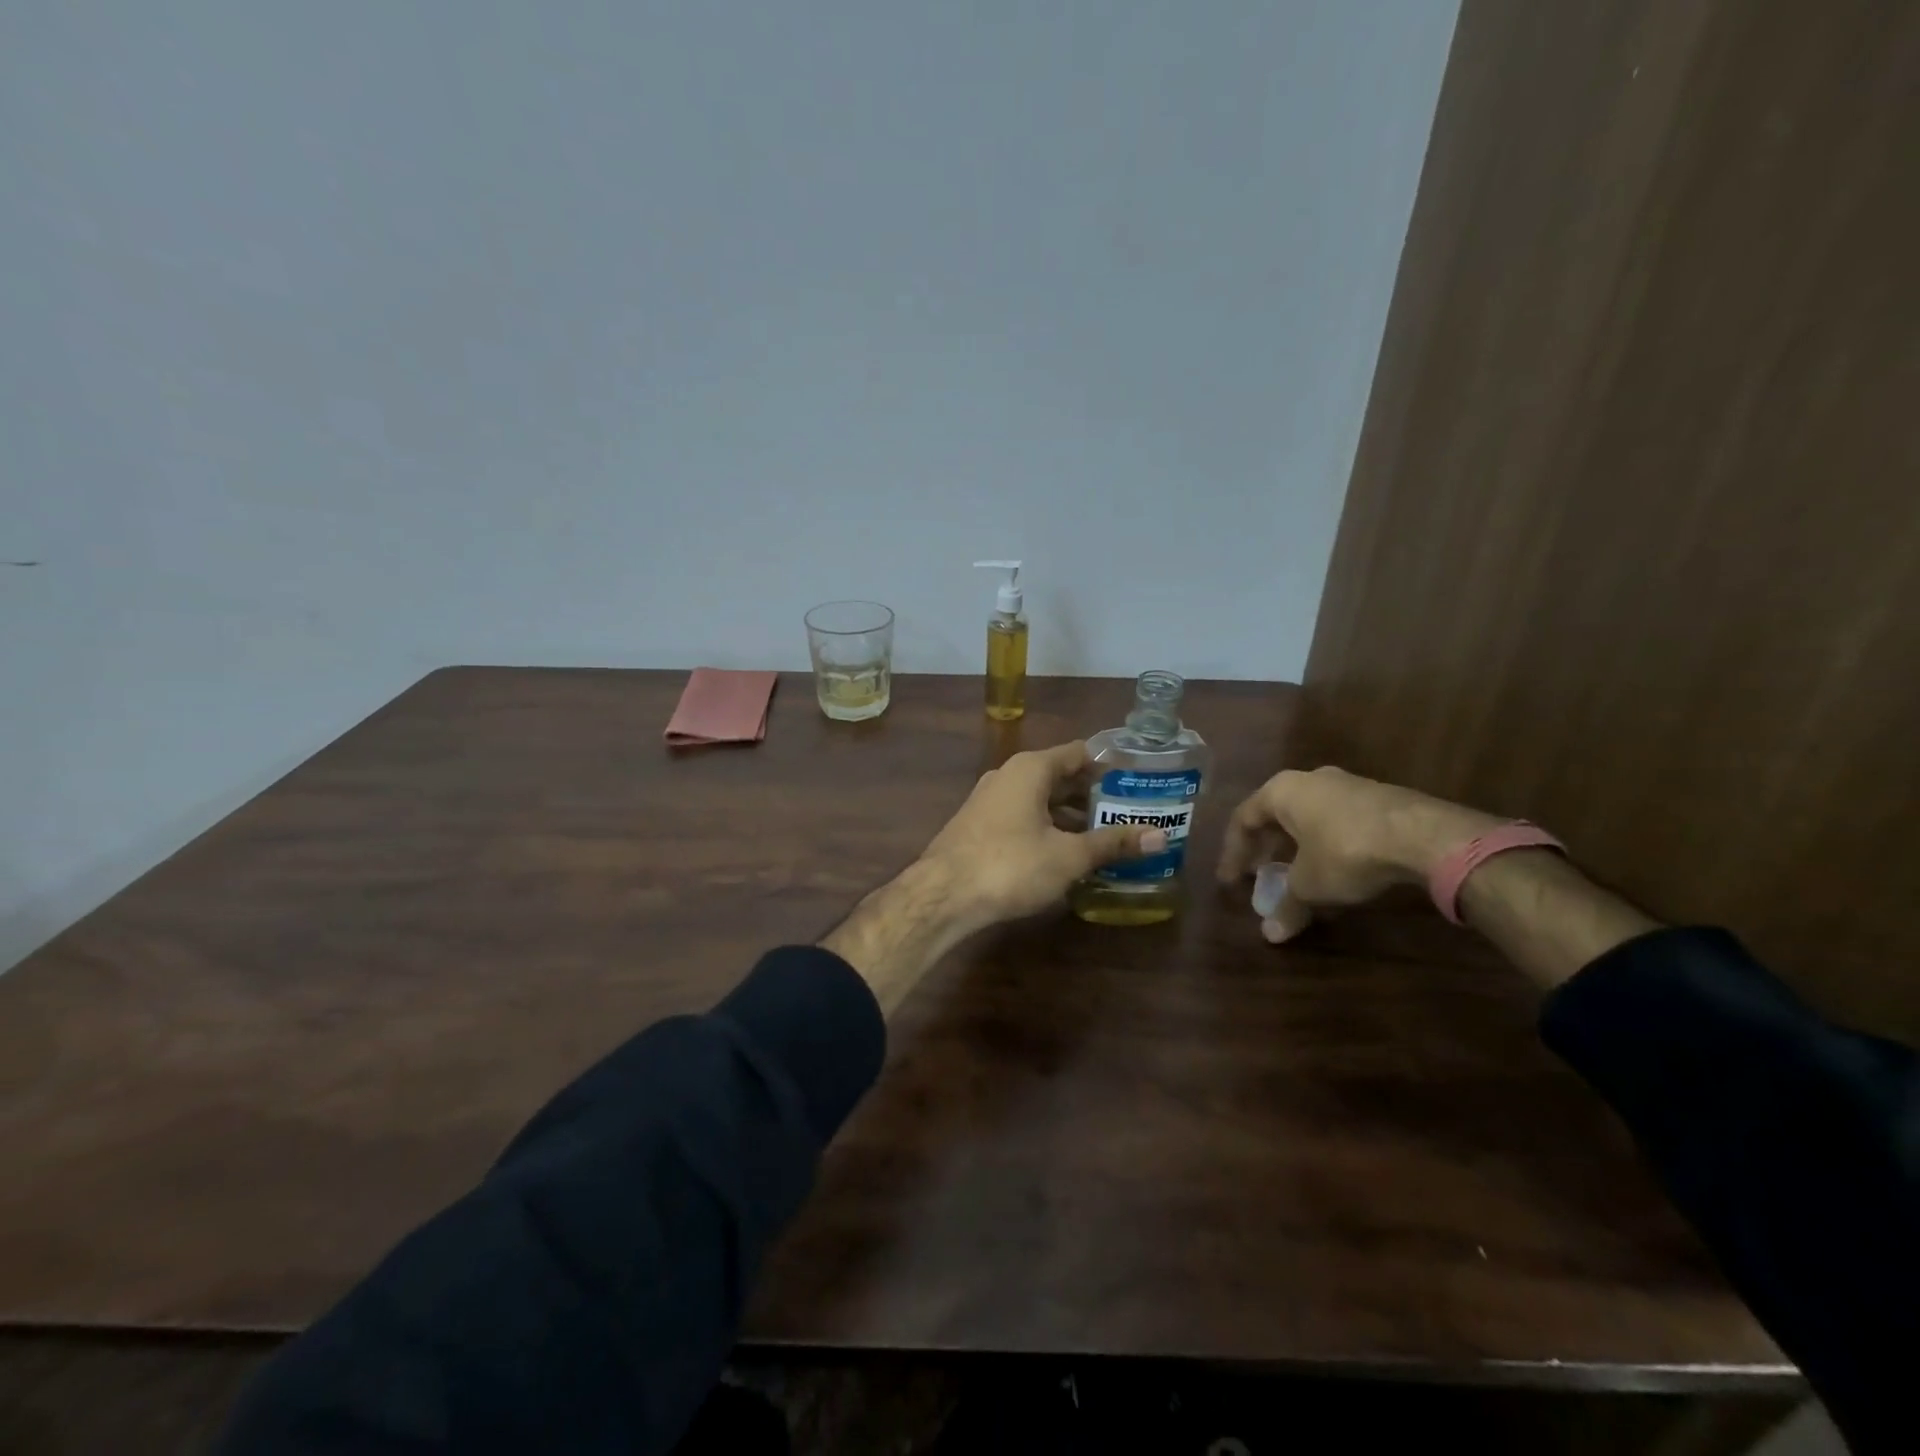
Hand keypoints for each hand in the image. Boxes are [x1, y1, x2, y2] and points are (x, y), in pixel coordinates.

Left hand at [919, 740, 1166, 930]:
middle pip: (1060, 776)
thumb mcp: (1069, 856)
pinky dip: (1047, 828)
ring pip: (1040, 799)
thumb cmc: (1011, 865)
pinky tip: (1065, 853)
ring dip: (1070, 816)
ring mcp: (989, 800)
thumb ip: (1113, 843)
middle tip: (1130, 814)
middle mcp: (1008, 775)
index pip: (1079, 753)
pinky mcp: (979, 825)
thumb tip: (1160, 837)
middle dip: (1093, 796)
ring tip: (1105, 836)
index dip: (1110, 766)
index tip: (1140, 781)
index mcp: (1031, 769)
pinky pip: (1023, 817)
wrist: (942, 895)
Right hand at [1216, 766, 1500, 942]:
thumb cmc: (1345, 851)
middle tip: (1260, 875)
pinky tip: (1336, 870)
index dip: (1233, 853)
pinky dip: (1325, 845)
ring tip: (1297, 875)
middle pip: (1275, 815)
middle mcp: (1309, 780)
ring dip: (1296, 846)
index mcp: (1281, 791)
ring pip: (1308, 817)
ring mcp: (1346, 785)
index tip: (1230, 881)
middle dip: (1265, 848)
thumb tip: (1271, 935)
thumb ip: (1287, 906)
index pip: (1243, 820)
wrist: (1423, 835)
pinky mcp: (1378, 798)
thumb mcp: (1310, 885)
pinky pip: (1337, 821)